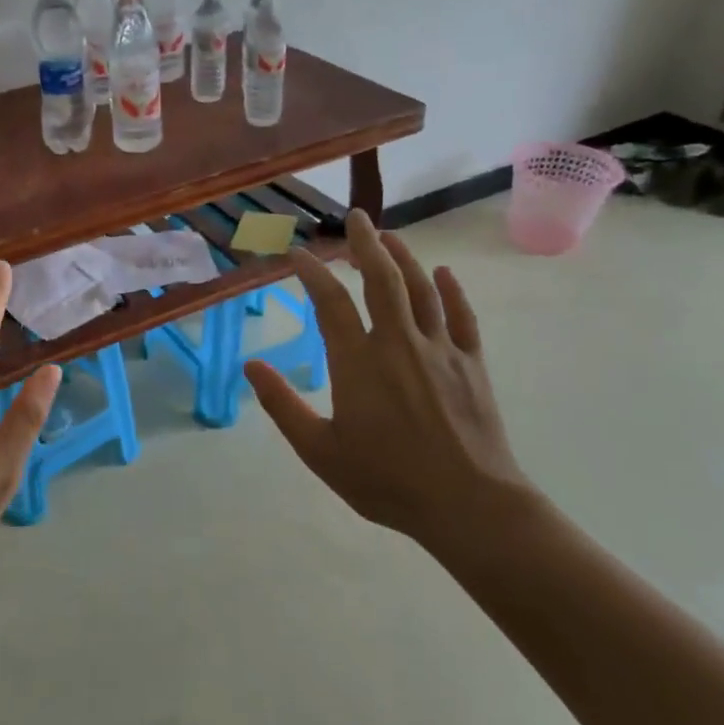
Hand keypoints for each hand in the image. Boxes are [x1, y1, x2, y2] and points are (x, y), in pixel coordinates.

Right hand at [244, 210, 536, 551]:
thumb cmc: (386, 480)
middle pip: (382, 279)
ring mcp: (440, 351)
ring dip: (403, 258)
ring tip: (388, 236)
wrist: (469, 505)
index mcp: (358, 362)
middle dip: (365, 244)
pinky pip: (462, 317)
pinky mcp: (472, 365)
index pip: (330, 302)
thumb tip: (251, 365)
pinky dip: (453, 291)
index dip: (311, 273)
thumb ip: (282, 405)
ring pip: (421, 290)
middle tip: (355, 218)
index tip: (297, 254)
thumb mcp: (319, 450)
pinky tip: (444, 273)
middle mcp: (398, 343)